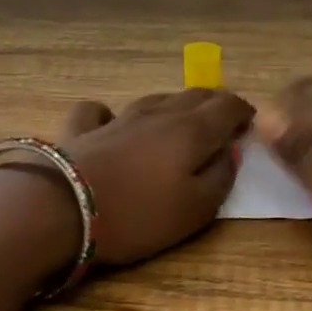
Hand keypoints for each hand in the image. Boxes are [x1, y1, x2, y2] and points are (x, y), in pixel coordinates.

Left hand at [30, 89, 252, 265]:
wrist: (61, 209)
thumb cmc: (138, 214)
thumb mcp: (196, 209)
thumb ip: (221, 178)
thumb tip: (231, 153)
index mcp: (191, 131)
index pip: (227, 106)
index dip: (243, 112)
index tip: (250, 124)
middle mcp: (158, 114)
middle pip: (194, 96)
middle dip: (214, 104)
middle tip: (224, 119)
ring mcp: (117, 118)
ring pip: (154, 99)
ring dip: (174, 105)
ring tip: (180, 119)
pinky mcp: (82, 130)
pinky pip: (100, 112)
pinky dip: (112, 115)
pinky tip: (111, 123)